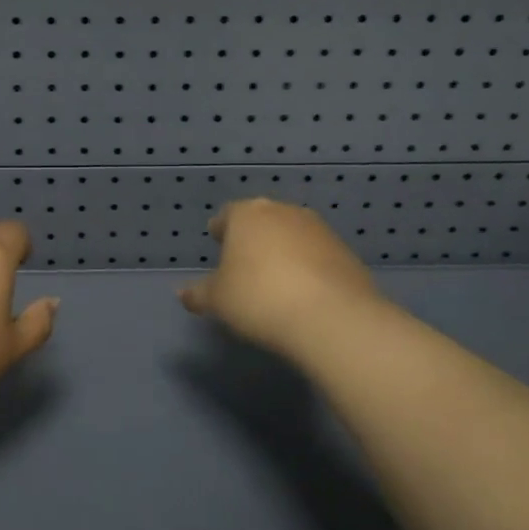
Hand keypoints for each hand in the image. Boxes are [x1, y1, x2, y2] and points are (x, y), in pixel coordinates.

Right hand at [179, 198, 383, 359]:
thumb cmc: (259, 299)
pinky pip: (317, 255)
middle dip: (253, 237)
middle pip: (262, 220)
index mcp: (247, 214)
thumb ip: (198, 293)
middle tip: (244, 262)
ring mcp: (319, 230)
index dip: (221, 230)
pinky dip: (308, 267)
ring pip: (292, 235)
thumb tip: (182, 293)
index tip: (217, 242)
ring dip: (283, 250)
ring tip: (275, 279)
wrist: (330, 317)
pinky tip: (303, 292)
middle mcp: (283, 212)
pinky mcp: (346, 252)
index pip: (228, 214)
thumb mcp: (217, 301)